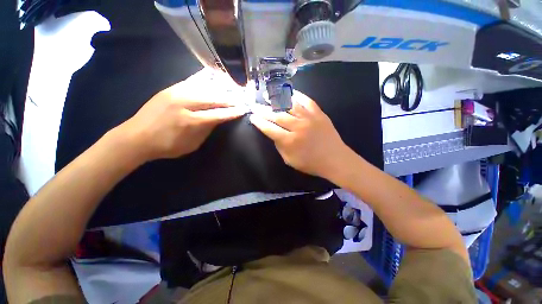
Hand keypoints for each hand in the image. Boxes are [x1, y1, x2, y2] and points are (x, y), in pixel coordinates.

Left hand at [116, 79, 247, 161]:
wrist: (136, 137)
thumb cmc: (167, 146)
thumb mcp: (192, 144)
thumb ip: (207, 130)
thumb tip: (219, 118)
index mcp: (190, 121)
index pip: (218, 114)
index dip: (232, 112)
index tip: (244, 110)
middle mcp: (184, 103)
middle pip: (214, 98)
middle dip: (230, 99)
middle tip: (242, 99)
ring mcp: (176, 92)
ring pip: (205, 87)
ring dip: (221, 88)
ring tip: (233, 88)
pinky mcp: (171, 88)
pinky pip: (193, 80)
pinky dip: (207, 79)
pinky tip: (216, 77)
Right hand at [249, 91, 352, 178]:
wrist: (335, 159)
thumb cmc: (311, 163)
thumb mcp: (290, 160)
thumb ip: (280, 146)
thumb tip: (273, 134)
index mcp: (290, 141)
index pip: (270, 129)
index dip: (259, 123)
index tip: (252, 117)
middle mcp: (298, 127)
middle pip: (277, 116)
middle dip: (263, 111)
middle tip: (255, 106)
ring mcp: (310, 118)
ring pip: (290, 105)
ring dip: (277, 100)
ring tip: (268, 95)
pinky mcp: (319, 114)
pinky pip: (307, 101)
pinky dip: (298, 96)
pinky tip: (290, 92)